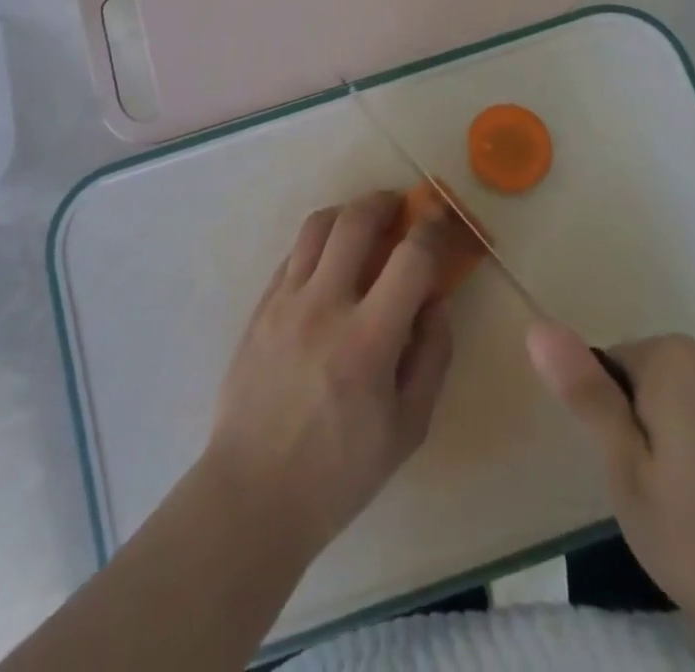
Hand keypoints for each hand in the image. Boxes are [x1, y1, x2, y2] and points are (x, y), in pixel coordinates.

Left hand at [204, 192, 455, 562]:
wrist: (254, 492)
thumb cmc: (340, 471)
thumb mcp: (409, 427)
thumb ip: (432, 356)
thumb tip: (436, 301)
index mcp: (368, 341)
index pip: (410, 259)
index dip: (432, 229)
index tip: (440, 217)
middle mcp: (324, 306)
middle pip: (355, 221)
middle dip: (384, 201)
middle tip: (400, 205)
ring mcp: (285, 302)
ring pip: (317, 226)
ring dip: (347, 212)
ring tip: (363, 222)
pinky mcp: (260, 307)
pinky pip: (292, 254)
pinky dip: (318, 243)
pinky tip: (329, 260)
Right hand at [528, 325, 694, 666]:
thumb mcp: (631, 476)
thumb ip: (586, 398)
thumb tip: (537, 326)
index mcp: (665, 357)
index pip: (601, 370)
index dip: (609, 429)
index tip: (632, 480)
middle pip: (639, 386)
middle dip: (640, 439)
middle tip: (661, 504)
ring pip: (675, 409)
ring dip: (673, 453)